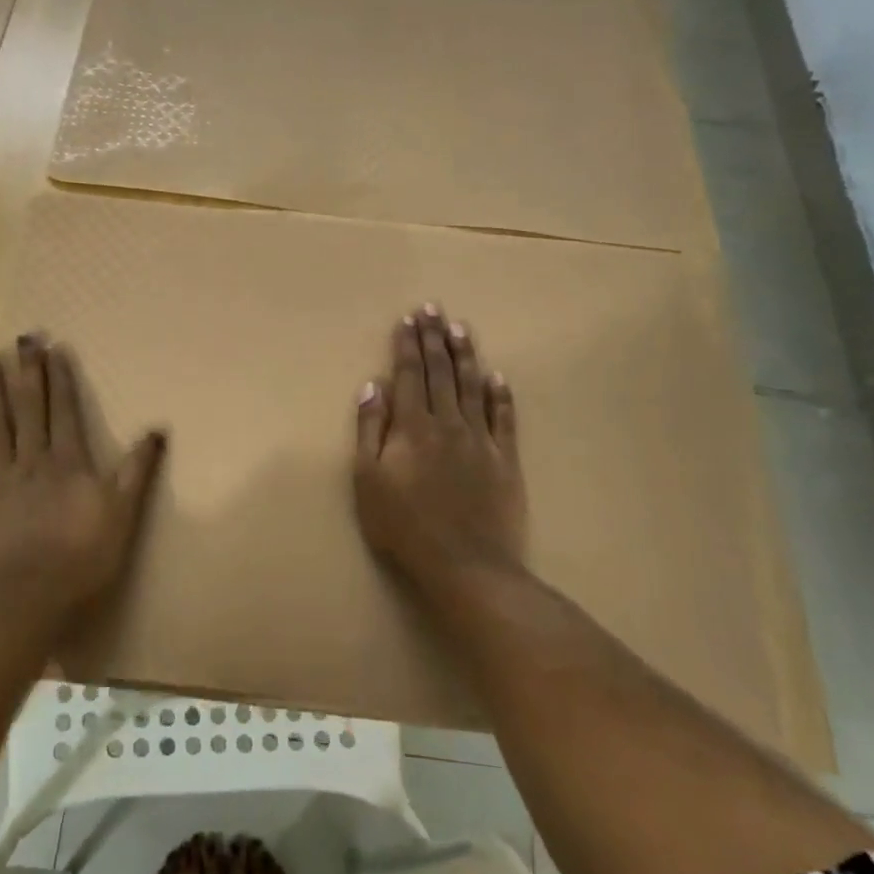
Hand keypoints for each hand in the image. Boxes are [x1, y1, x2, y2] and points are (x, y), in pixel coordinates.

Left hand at [0, 333, 166, 622]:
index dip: (59, 379)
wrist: (30, 600)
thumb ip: (137, 471)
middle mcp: (31, 462)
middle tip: (21, 340)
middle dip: (26, 373)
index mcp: (68, 462)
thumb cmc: (83, 558)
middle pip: (28, 410)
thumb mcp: (123, 514)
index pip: (64, 411)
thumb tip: (157, 429)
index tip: (53, 348)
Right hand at [352, 305, 527, 605]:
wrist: (465, 564)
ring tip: (460, 328)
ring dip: (465, 355)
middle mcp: (448, 423)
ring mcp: (480, 440)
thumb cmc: (404, 525)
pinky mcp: (505, 460)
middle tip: (432, 309)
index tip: (408, 319)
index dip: (407, 345)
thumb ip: (370, 430)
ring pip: (472, 387)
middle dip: (433, 338)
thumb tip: (373, 386)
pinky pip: (504, 418)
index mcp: (412, 426)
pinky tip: (498, 376)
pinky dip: (501, 395)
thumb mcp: (368, 480)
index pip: (408, 375)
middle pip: (440, 372)